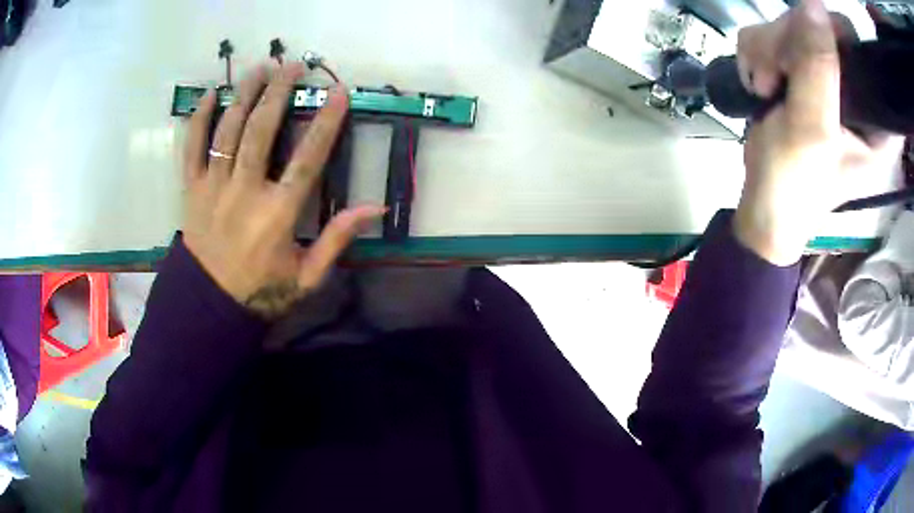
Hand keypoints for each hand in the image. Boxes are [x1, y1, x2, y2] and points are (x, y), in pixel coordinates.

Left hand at [182, 63, 384, 319]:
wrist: (209, 306)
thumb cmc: (262, 290)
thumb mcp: (307, 275)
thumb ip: (338, 239)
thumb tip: (375, 208)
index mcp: (277, 214)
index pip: (307, 158)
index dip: (326, 122)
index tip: (338, 92)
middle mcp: (244, 192)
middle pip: (261, 130)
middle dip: (278, 92)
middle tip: (292, 65)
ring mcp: (213, 188)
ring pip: (228, 130)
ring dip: (245, 95)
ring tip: (259, 68)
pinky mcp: (191, 190)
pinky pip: (192, 148)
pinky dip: (199, 119)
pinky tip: (211, 95)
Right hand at [733, 0, 904, 265]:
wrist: (764, 204)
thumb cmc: (794, 183)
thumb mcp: (812, 129)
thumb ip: (819, 69)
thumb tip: (813, 4)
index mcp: (876, 121)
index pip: (862, 53)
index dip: (837, 39)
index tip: (812, 52)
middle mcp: (855, 94)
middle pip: (823, 29)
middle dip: (791, 43)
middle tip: (773, 76)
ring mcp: (826, 80)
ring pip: (794, 27)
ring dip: (769, 50)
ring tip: (762, 87)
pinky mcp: (802, 75)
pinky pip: (774, 36)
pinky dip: (758, 54)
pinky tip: (758, 82)